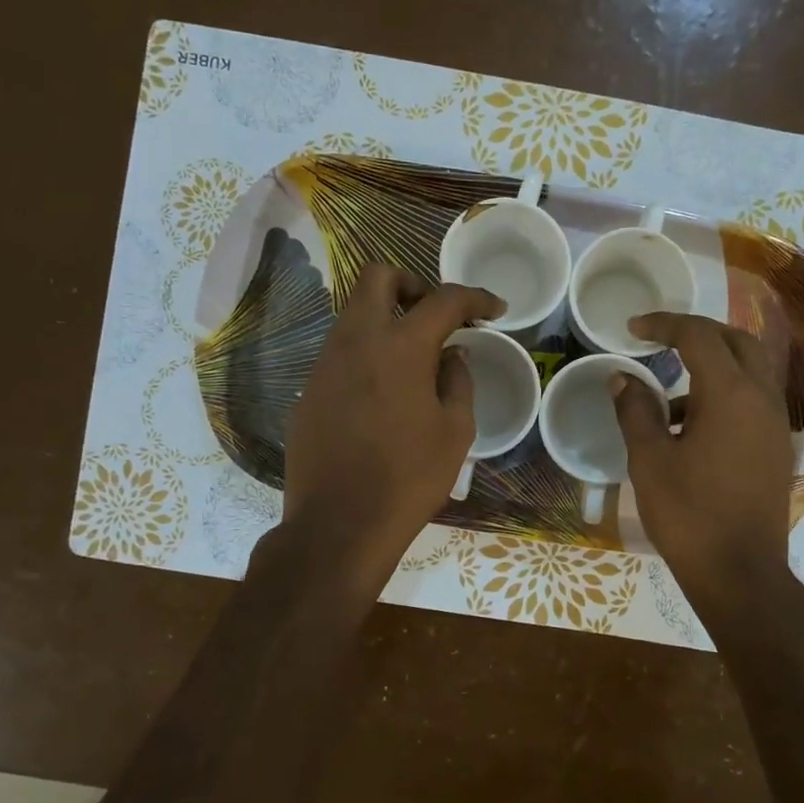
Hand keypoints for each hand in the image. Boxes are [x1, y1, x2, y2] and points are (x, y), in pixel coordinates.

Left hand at [282, 265, 503, 597]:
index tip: (494, 310)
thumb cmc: (410, 478)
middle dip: (413, 285)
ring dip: (386, 318)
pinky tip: (383, 392)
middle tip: (436, 317)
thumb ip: (457, 380)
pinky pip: (340, 351)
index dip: (475, 298)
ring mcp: (325, 363)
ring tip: (414, 358)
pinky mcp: (309, 390)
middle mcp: (356, 341)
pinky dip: (367, 352)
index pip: (443, 300)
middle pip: (378, 278)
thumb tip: (451, 354)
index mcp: (400, 346)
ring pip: (353, 314)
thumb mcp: (455, 431)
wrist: (340, 524)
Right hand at [610, 312, 795, 621]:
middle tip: (662, 342)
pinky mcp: (776, 448)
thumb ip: (636, 411)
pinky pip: (753, 401)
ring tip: (667, 399)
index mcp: (730, 393)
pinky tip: (689, 432)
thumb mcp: (650, 460)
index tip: (633, 328)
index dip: (664, 324)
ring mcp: (775, 424)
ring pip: (750, 371)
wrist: (740, 572)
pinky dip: (724, 396)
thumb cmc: (689, 514)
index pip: (699, 335)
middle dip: (699, 333)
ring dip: (712, 367)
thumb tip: (622, 378)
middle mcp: (761, 398)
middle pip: (737, 342)